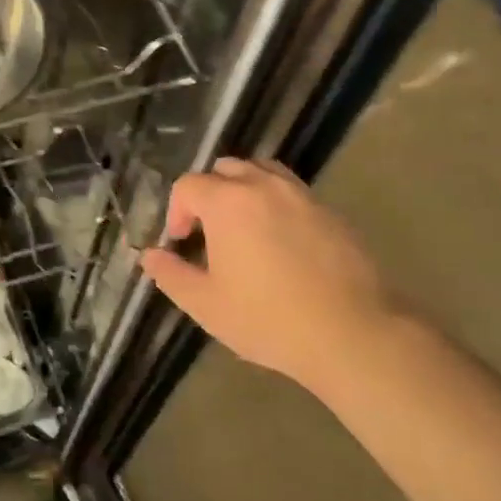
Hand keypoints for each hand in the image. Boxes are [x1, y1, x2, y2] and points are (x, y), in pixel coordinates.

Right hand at [139, 157, 396, 394]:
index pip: (188, 185)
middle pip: (225, 169)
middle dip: (208, 194)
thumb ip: (170, 275)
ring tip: (243, 229)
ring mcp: (302, 195)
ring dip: (244, 191)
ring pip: (263, 172)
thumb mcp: (206, 304)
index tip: (181, 243)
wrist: (351, 332)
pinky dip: (276, 204)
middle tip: (209, 234)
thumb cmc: (267, 318)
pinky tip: (280, 243)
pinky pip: (292, 192)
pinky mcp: (330, 211)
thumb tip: (149, 256)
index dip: (177, 211)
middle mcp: (264, 185)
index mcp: (227, 202)